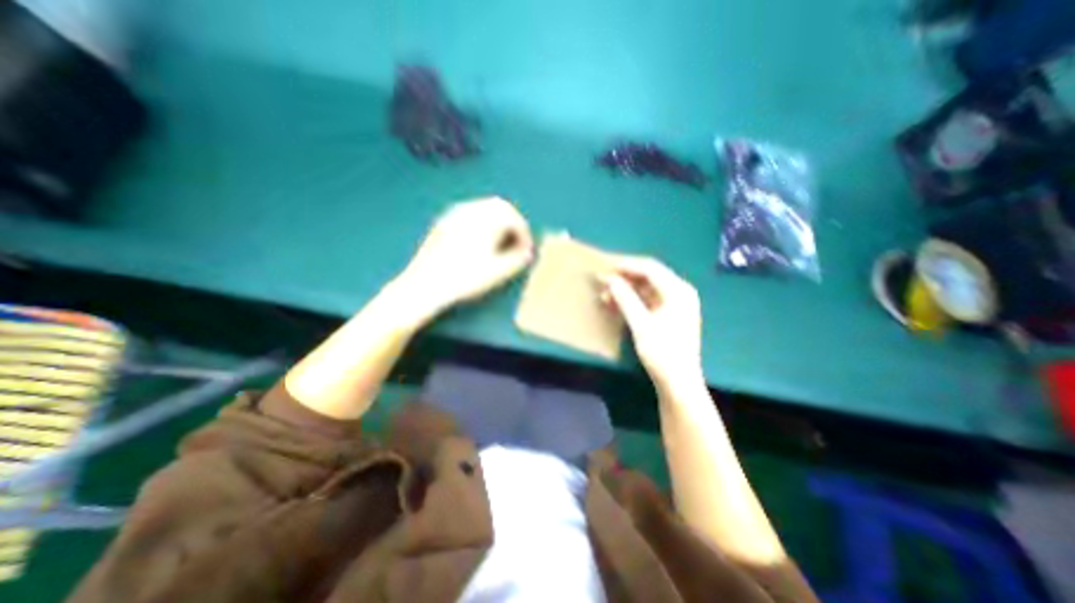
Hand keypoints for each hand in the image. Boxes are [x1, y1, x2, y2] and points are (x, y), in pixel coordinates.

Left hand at [401, 195, 534, 313]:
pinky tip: (479, 243)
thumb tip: (527, 253)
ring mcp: (454, 214)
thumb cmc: (464, 278)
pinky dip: (481, 224)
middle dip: (512, 223)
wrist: (425, 285)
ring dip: (497, 222)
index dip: (524, 234)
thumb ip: (518, 259)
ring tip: (499, 243)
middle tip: (516, 242)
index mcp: (486, 219)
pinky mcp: (443, 223)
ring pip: (483, 208)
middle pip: (499, 206)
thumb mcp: (498, 272)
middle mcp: (470, 210)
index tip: (526, 250)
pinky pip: (469, 214)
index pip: (514, 217)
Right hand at [595, 256, 707, 389]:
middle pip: (649, 276)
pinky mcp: (668, 315)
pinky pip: (647, 301)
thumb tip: (610, 279)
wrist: (678, 383)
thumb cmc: (662, 353)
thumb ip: (625, 298)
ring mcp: (674, 304)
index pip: (650, 269)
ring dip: (626, 289)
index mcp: (678, 291)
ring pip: (646, 289)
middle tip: (603, 278)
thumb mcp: (641, 324)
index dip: (627, 266)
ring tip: (604, 293)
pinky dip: (631, 301)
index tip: (606, 266)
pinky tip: (614, 304)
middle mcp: (679, 293)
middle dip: (625, 277)